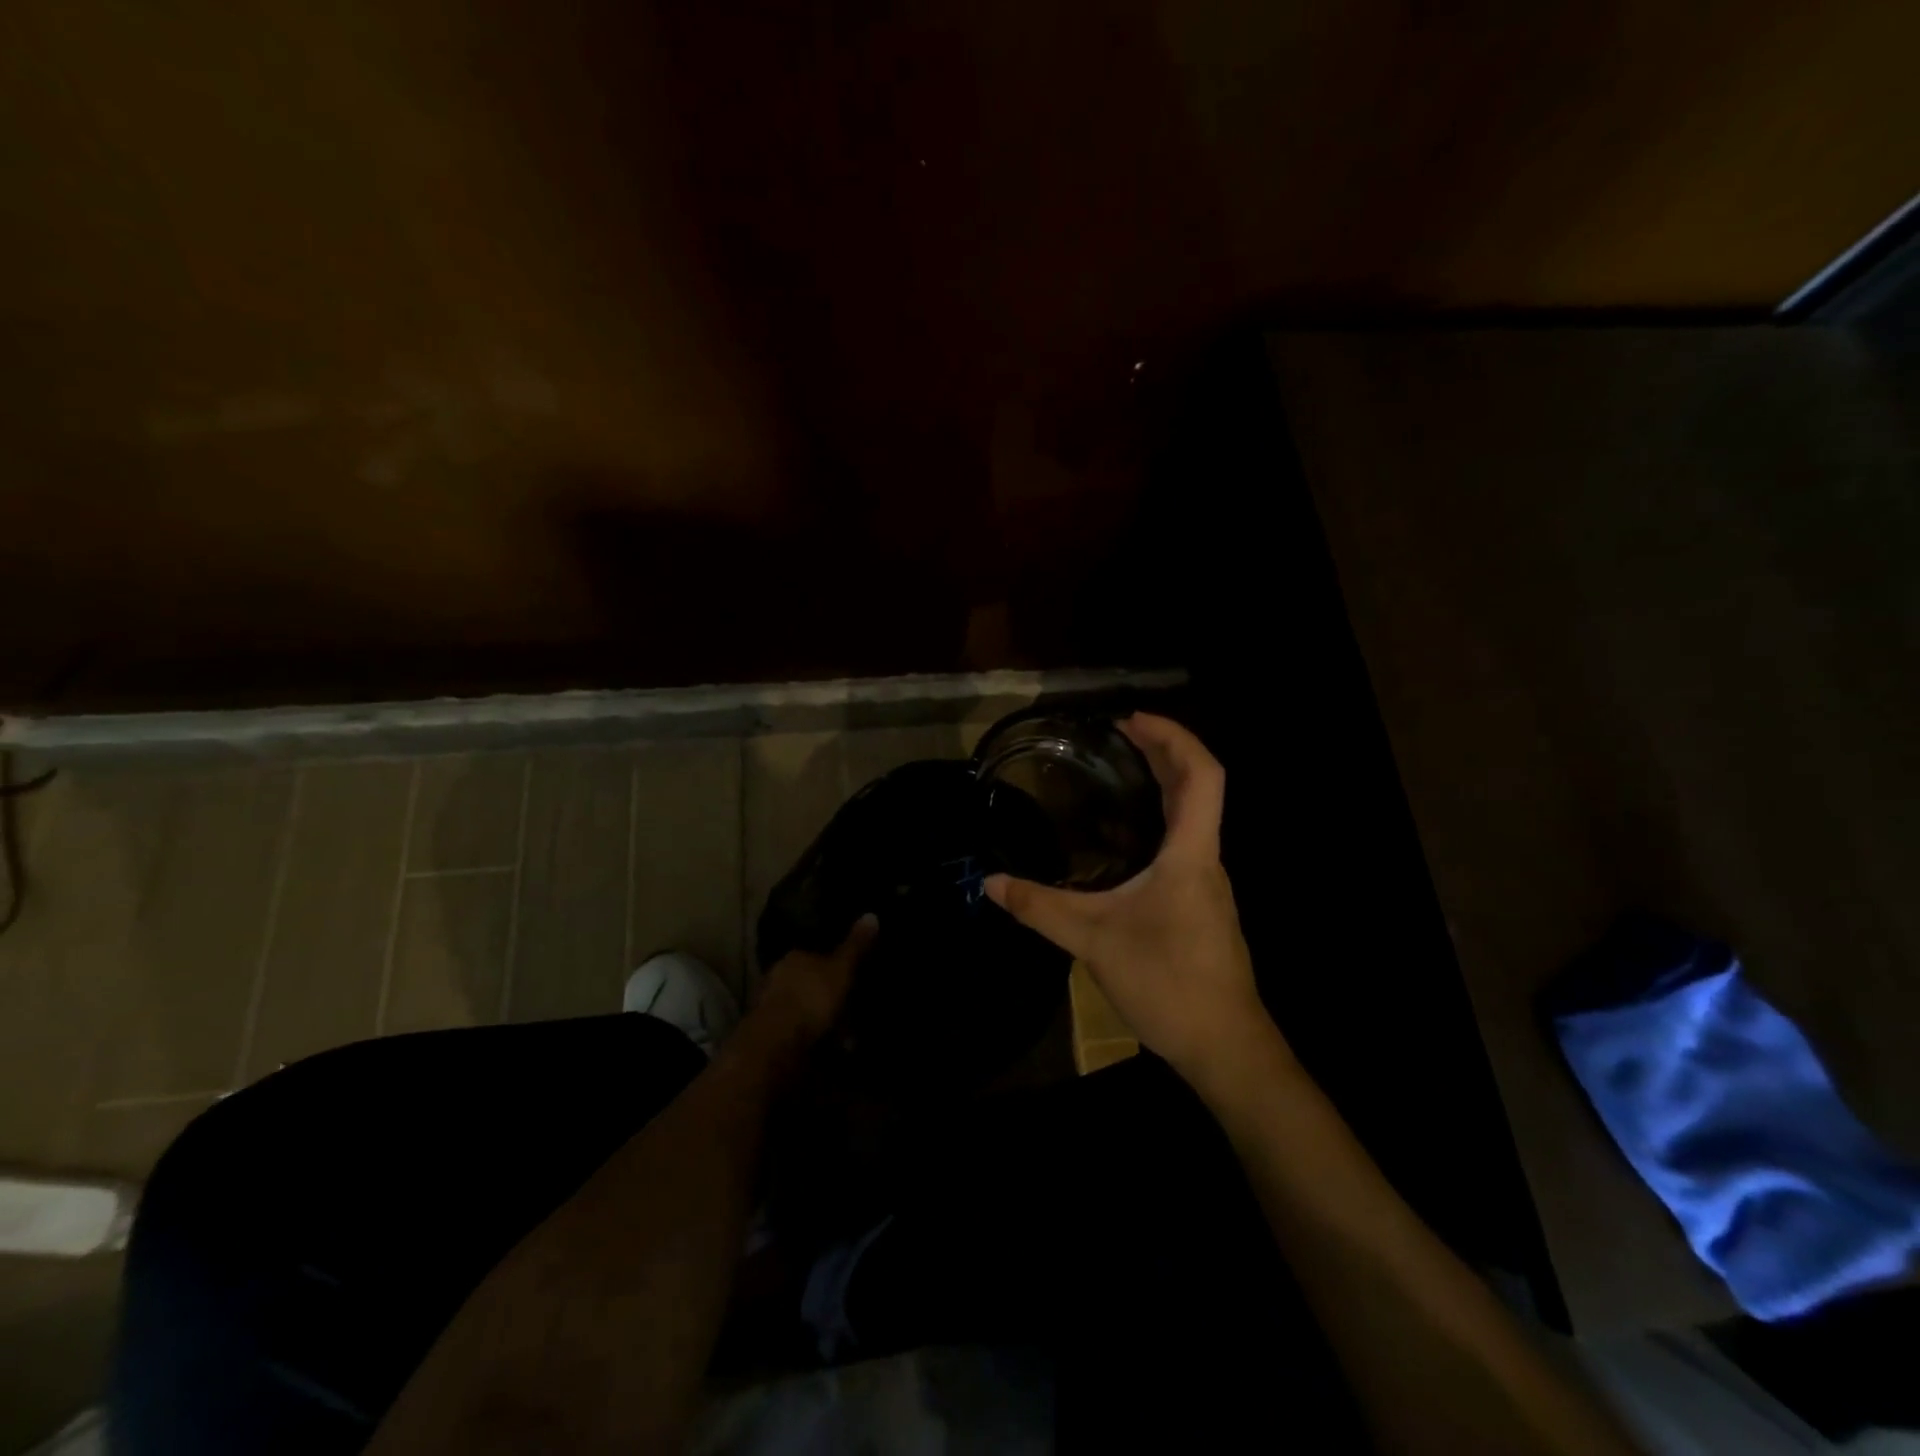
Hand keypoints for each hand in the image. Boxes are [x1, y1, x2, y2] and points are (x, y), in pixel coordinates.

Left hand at [745, 914, 875, 1056]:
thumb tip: (871, 914)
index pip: (814, 955)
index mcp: (794, 957)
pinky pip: (797, 1030)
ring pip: (802, 1007)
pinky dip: (812, 1038)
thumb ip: (855, 946)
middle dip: (826, 994)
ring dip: (820, 1019)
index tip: (849, 977)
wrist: (777, 1042)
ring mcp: (770, 1005)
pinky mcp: (768, 1033)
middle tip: (850, 1008)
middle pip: (807, 982)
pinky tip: (829, 1050)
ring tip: (845, 1036)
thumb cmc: (812, 997)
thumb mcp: (841, 969)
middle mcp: (777, 976)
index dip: (833, 965)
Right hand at [984, 714, 1274, 1082]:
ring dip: (1165, 783)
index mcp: (1191, 854)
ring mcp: (1208, 883)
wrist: (1225, 1047)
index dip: (1173, 737)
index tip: (1131, 721)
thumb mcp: (1093, 942)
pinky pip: (1185, 841)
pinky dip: (1161, 817)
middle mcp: (1206, 859)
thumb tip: (991, 882)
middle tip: (1117, 734)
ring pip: (1194, 815)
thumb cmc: (1168, 984)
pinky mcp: (1201, 904)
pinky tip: (1126, 836)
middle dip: (1163, 750)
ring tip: (1120, 771)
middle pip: (1199, 786)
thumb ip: (1040, 908)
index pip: (1203, 775)